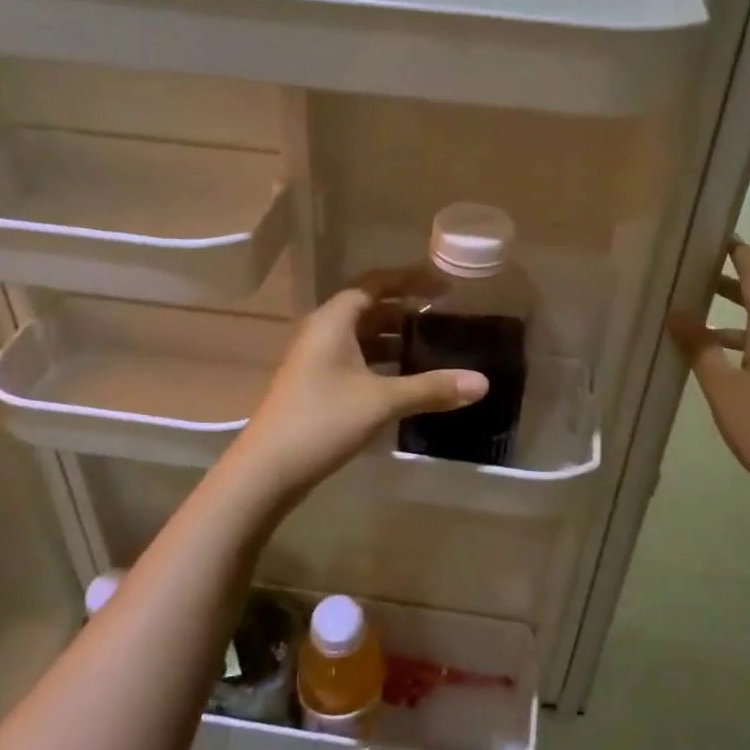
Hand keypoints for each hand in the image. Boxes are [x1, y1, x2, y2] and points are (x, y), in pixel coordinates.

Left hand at [227, 275, 487, 499]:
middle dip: (406, 311)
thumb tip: (482, 383)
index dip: (410, 280)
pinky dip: (381, 362)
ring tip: (433, 347)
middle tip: (445, 318)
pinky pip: (355, 360)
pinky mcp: (316, 384)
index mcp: (334, 320)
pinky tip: (405, 380)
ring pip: (362, 337)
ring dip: (394, 339)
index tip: (444, 286)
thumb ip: (431, 388)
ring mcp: (316, 359)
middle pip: (369, 309)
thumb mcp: (382, 401)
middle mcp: (322, 331)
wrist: (267, 469)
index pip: (376, 284)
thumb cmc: (322, 420)